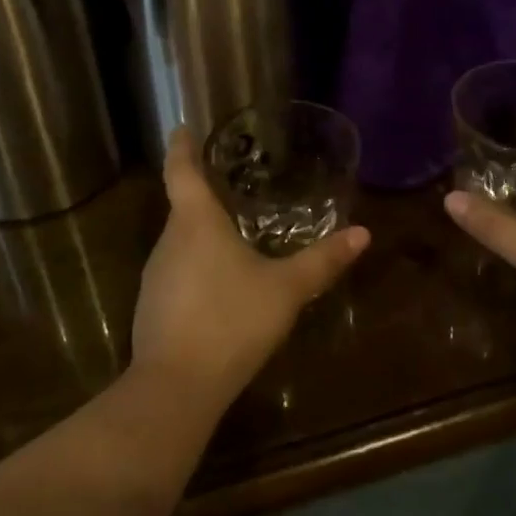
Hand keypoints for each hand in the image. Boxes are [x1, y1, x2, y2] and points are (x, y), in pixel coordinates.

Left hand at [134, 128, 369, 412]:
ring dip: (201, 235)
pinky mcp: (152, 308)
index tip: (182, 127)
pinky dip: (197, 268)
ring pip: (180, 242)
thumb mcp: (286, 289)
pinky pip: (177, 273)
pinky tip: (220, 287)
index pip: (182, 171)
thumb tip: (363, 233)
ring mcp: (155, 276)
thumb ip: (322, 260)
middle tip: (232, 185)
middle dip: (204, 195)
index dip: (182, 146)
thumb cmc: (232, 321)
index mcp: (196, 223)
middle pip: (183, 207)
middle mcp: (169, 242)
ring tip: (232, 233)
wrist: (176, 388)